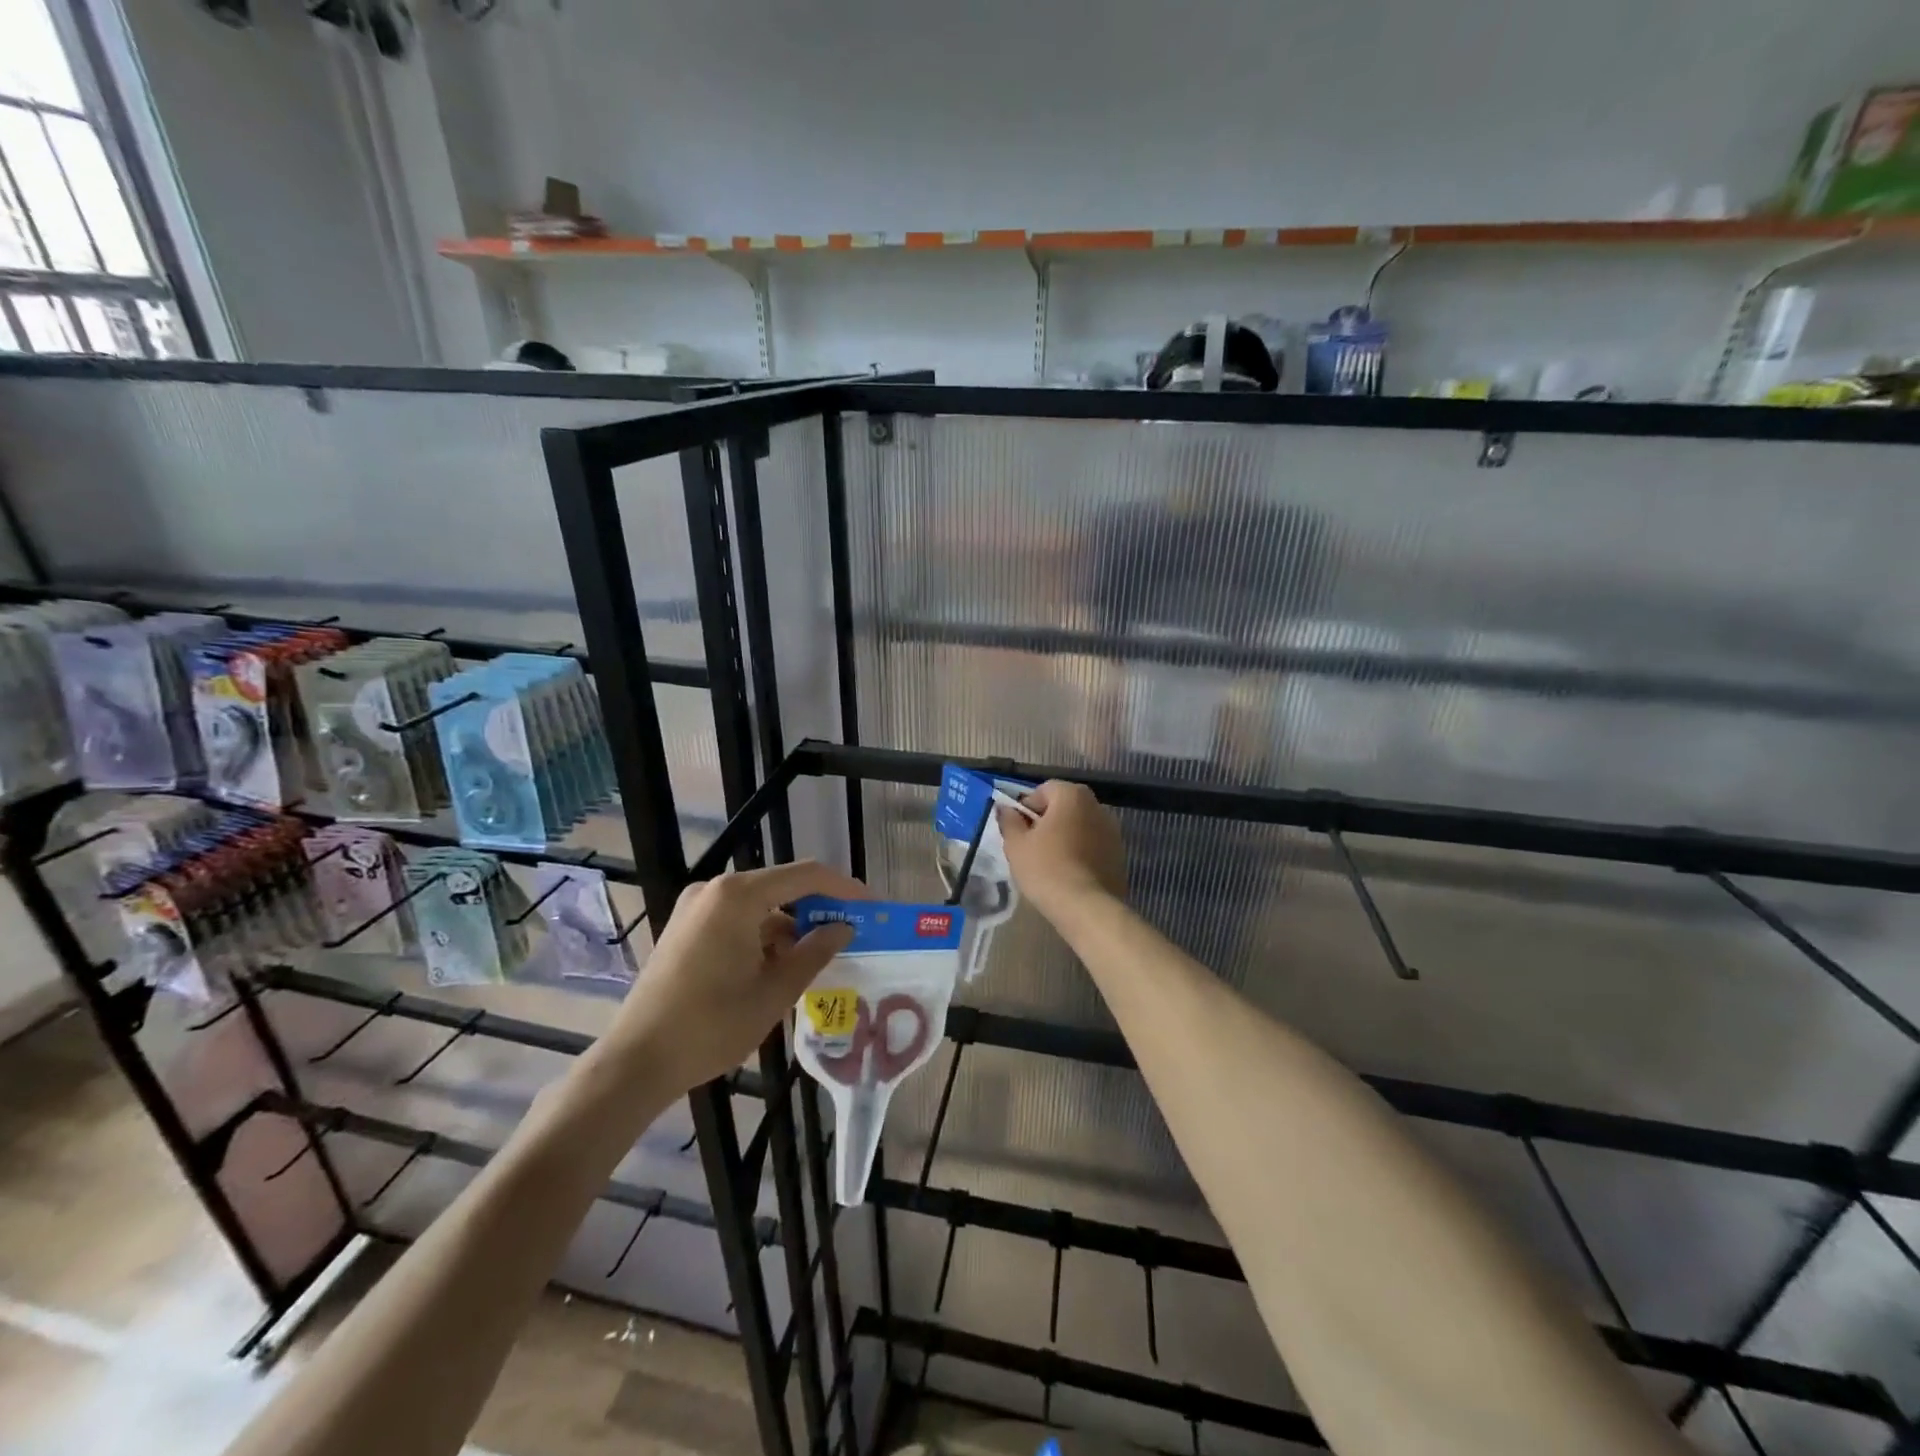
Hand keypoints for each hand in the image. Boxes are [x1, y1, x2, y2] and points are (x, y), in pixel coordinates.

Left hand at [606, 861, 869, 1093]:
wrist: (636, 1062)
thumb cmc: (712, 1025)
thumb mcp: (775, 991)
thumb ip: (815, 952)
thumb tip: (843, 929)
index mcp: (738, 896)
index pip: (806, 876)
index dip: (843, 888)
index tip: (872, 907)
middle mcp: (715, 890)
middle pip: (782, 887)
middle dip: (818, 910)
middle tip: (850, 934)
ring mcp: (696, 907)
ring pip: (760, 907)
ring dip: (790, 928)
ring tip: (817, 960)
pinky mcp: (686, 928)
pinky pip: (737, 920)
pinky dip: (763, 937)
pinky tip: (779, 968)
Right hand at [998, 780, 1126, 917]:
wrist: (1087, 907)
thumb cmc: (1046, 869)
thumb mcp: (1016, 845)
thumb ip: (1009, 821)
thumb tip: (1006, 809)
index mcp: (1072, 796)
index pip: (1043, 790)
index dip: (1027, 808)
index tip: (1019, 831)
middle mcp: (1097, 806)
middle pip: (1064, 807)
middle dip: (1047, 821)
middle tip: (1031, 847)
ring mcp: (1113, 831)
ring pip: (1080, 827)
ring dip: (1065, 837)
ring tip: (1050, 863)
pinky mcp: (1119, 854)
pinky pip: (1093, 845)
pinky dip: (1081, 853)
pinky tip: (1069, 874)